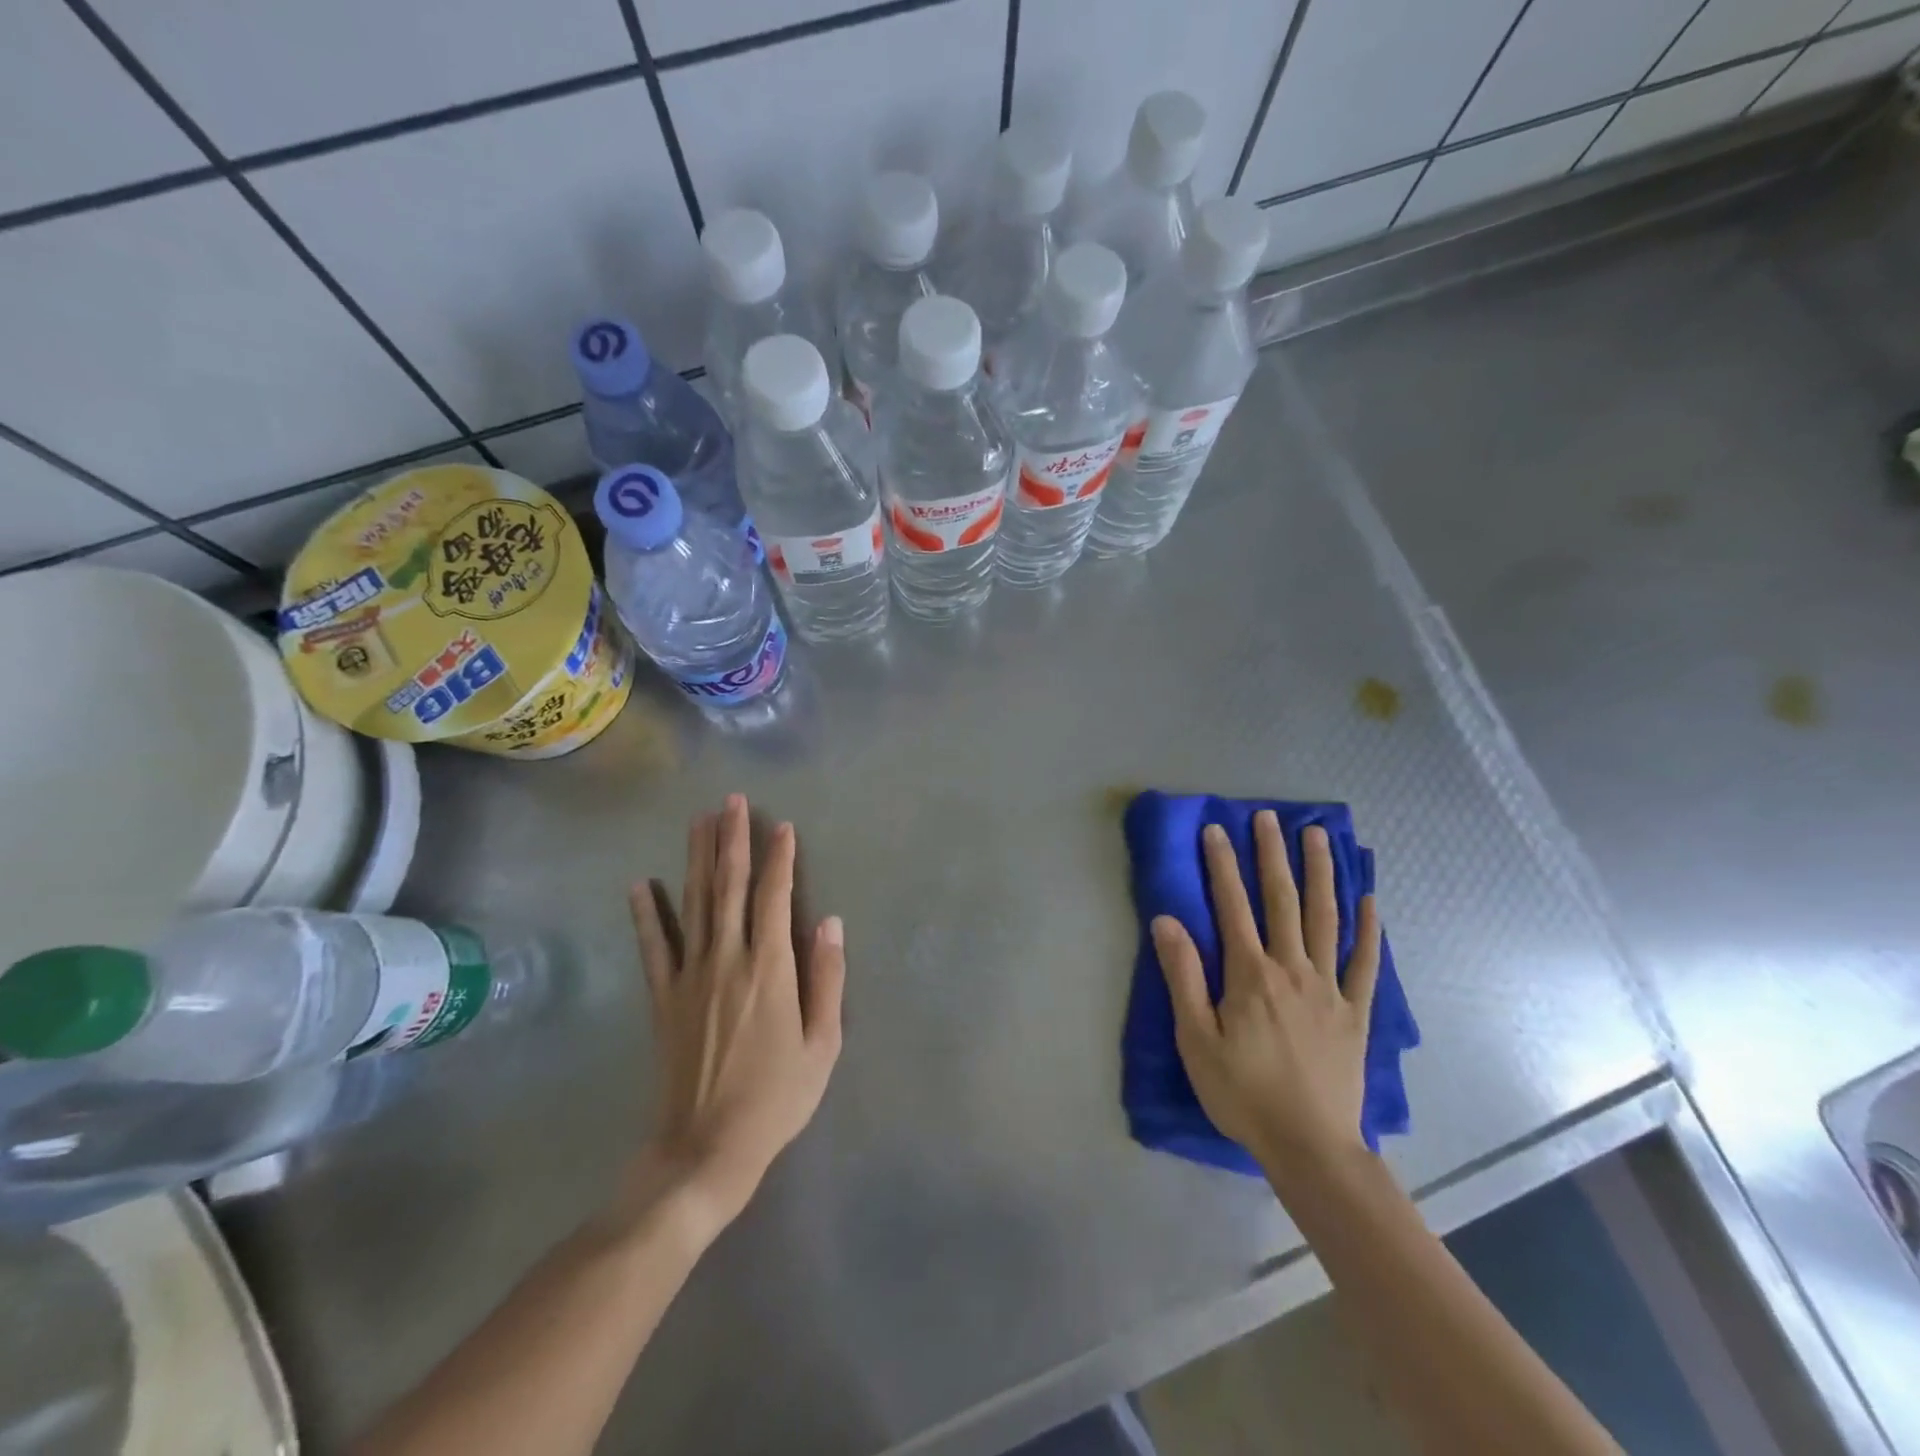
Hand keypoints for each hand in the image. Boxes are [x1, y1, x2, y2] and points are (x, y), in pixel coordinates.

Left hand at [628, 794, 844, 1230]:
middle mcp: (728, 959)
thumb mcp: (823, 1043)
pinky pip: (653, 947)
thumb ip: (827, 979)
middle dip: (732, 840)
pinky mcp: (663, 997)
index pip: (775, 898)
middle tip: (731, 801)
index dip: (779, 859)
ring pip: (692, 903)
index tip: (782, 825)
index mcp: (770, 968)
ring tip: (698, 821)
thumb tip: (832, 923)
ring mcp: (689, 976)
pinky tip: (640, 884)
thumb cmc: (777, 1097)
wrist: (707, 1148)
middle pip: (728, 887)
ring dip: (696, 858)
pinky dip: (645, 914)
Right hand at [1151, 814, 1380, 1171]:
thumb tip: (1167, 920)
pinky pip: (1364, 962)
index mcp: (1250, 975)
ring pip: (1325, 918)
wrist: (1310, 1146)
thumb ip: (1183, 976)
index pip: (1232, 906)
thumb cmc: (1243, 1093)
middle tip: (1269, 816)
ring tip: (1318, 836)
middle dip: (1272, 855)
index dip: (1222, 865)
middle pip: (1282, 900)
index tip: (1216, 829)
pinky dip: (1368, 928)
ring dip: (1321, 874)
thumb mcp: (1195, 1039)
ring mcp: (1329, 988)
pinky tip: (1370, 899)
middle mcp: (1292, 969)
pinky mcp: (1355, 1011)